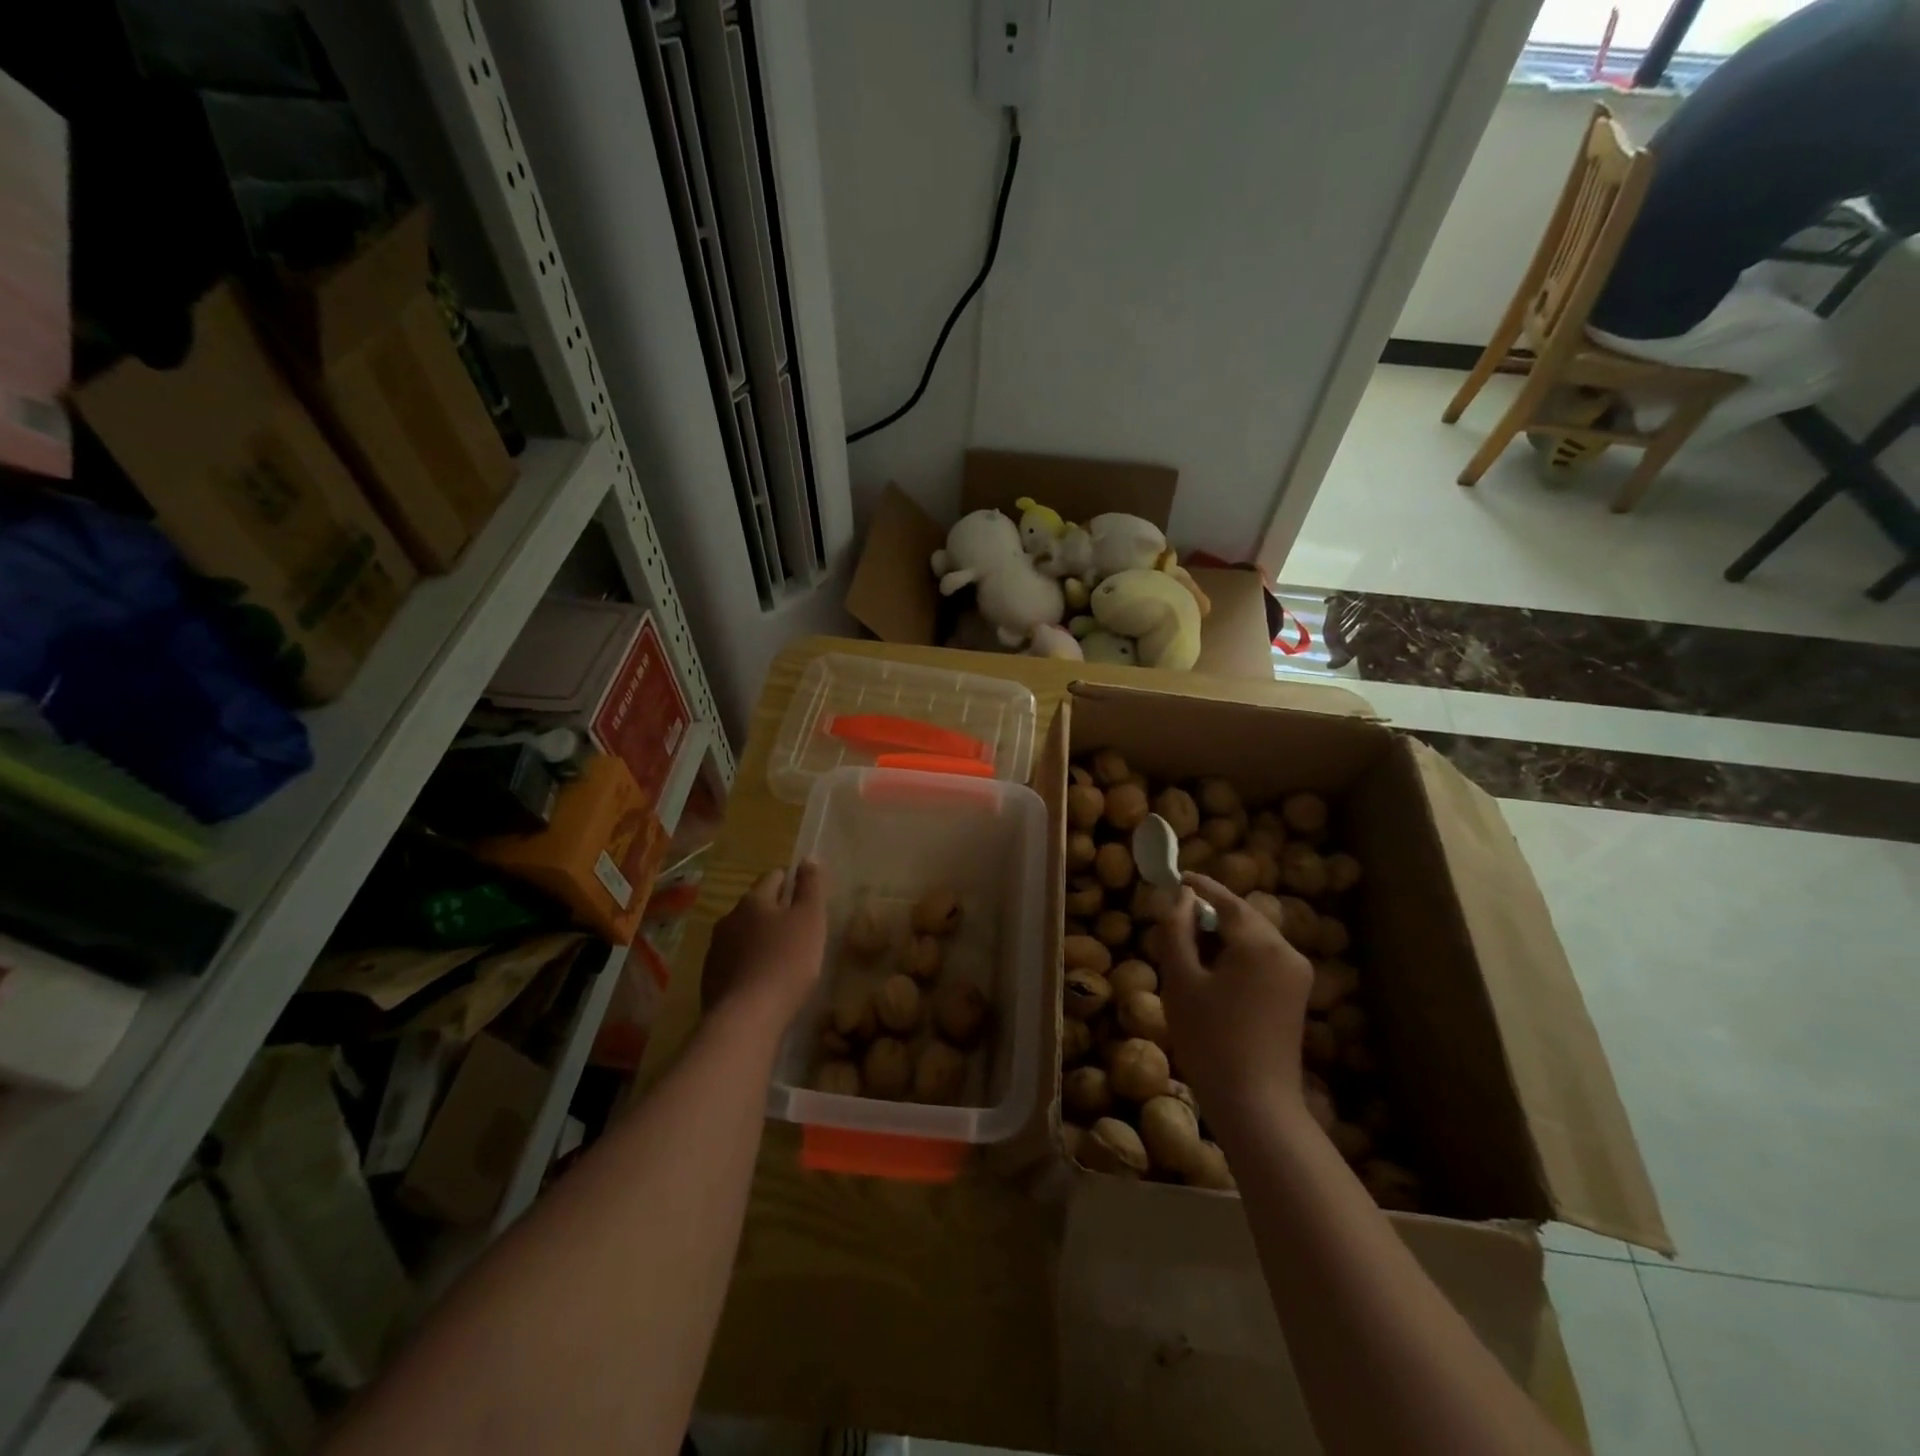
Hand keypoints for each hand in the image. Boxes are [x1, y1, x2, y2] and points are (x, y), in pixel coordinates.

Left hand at [702, 861, 826, 1028]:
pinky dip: (748, 963)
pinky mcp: (710, 978)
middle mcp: (729, 918)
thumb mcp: (810, 919)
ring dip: (759, 938)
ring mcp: (716, 949)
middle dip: (774, 911)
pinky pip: (734, 961)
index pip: (773, 877)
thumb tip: (809, 856)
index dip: (790, 881)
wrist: (746, 1017)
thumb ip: (811, 886)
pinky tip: (762, 979)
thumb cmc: (787, 962)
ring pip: (742, 933)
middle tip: (797, 926)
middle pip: (755, 905)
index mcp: (754, 900)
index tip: (804, 893)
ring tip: (780, 955)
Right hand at [1157, 872, 1314, 1119]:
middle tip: (1174, 920)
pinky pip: (1264, 959)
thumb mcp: (1181, 979)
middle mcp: (1287, 950)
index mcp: (1260, 943)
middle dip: (1210, 913)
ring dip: (1224, 935)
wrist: (1255, 1104)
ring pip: (1254, 938)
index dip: (1199, 886)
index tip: (1175, 876)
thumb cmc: (1210, 1039)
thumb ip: (1177, 930)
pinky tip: (1214, 975)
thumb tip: (1180, 897)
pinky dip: (1238, 955)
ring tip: (1189, 950)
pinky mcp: (1297, 996)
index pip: (1226, 899)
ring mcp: (1297, 975)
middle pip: (1244, 916)